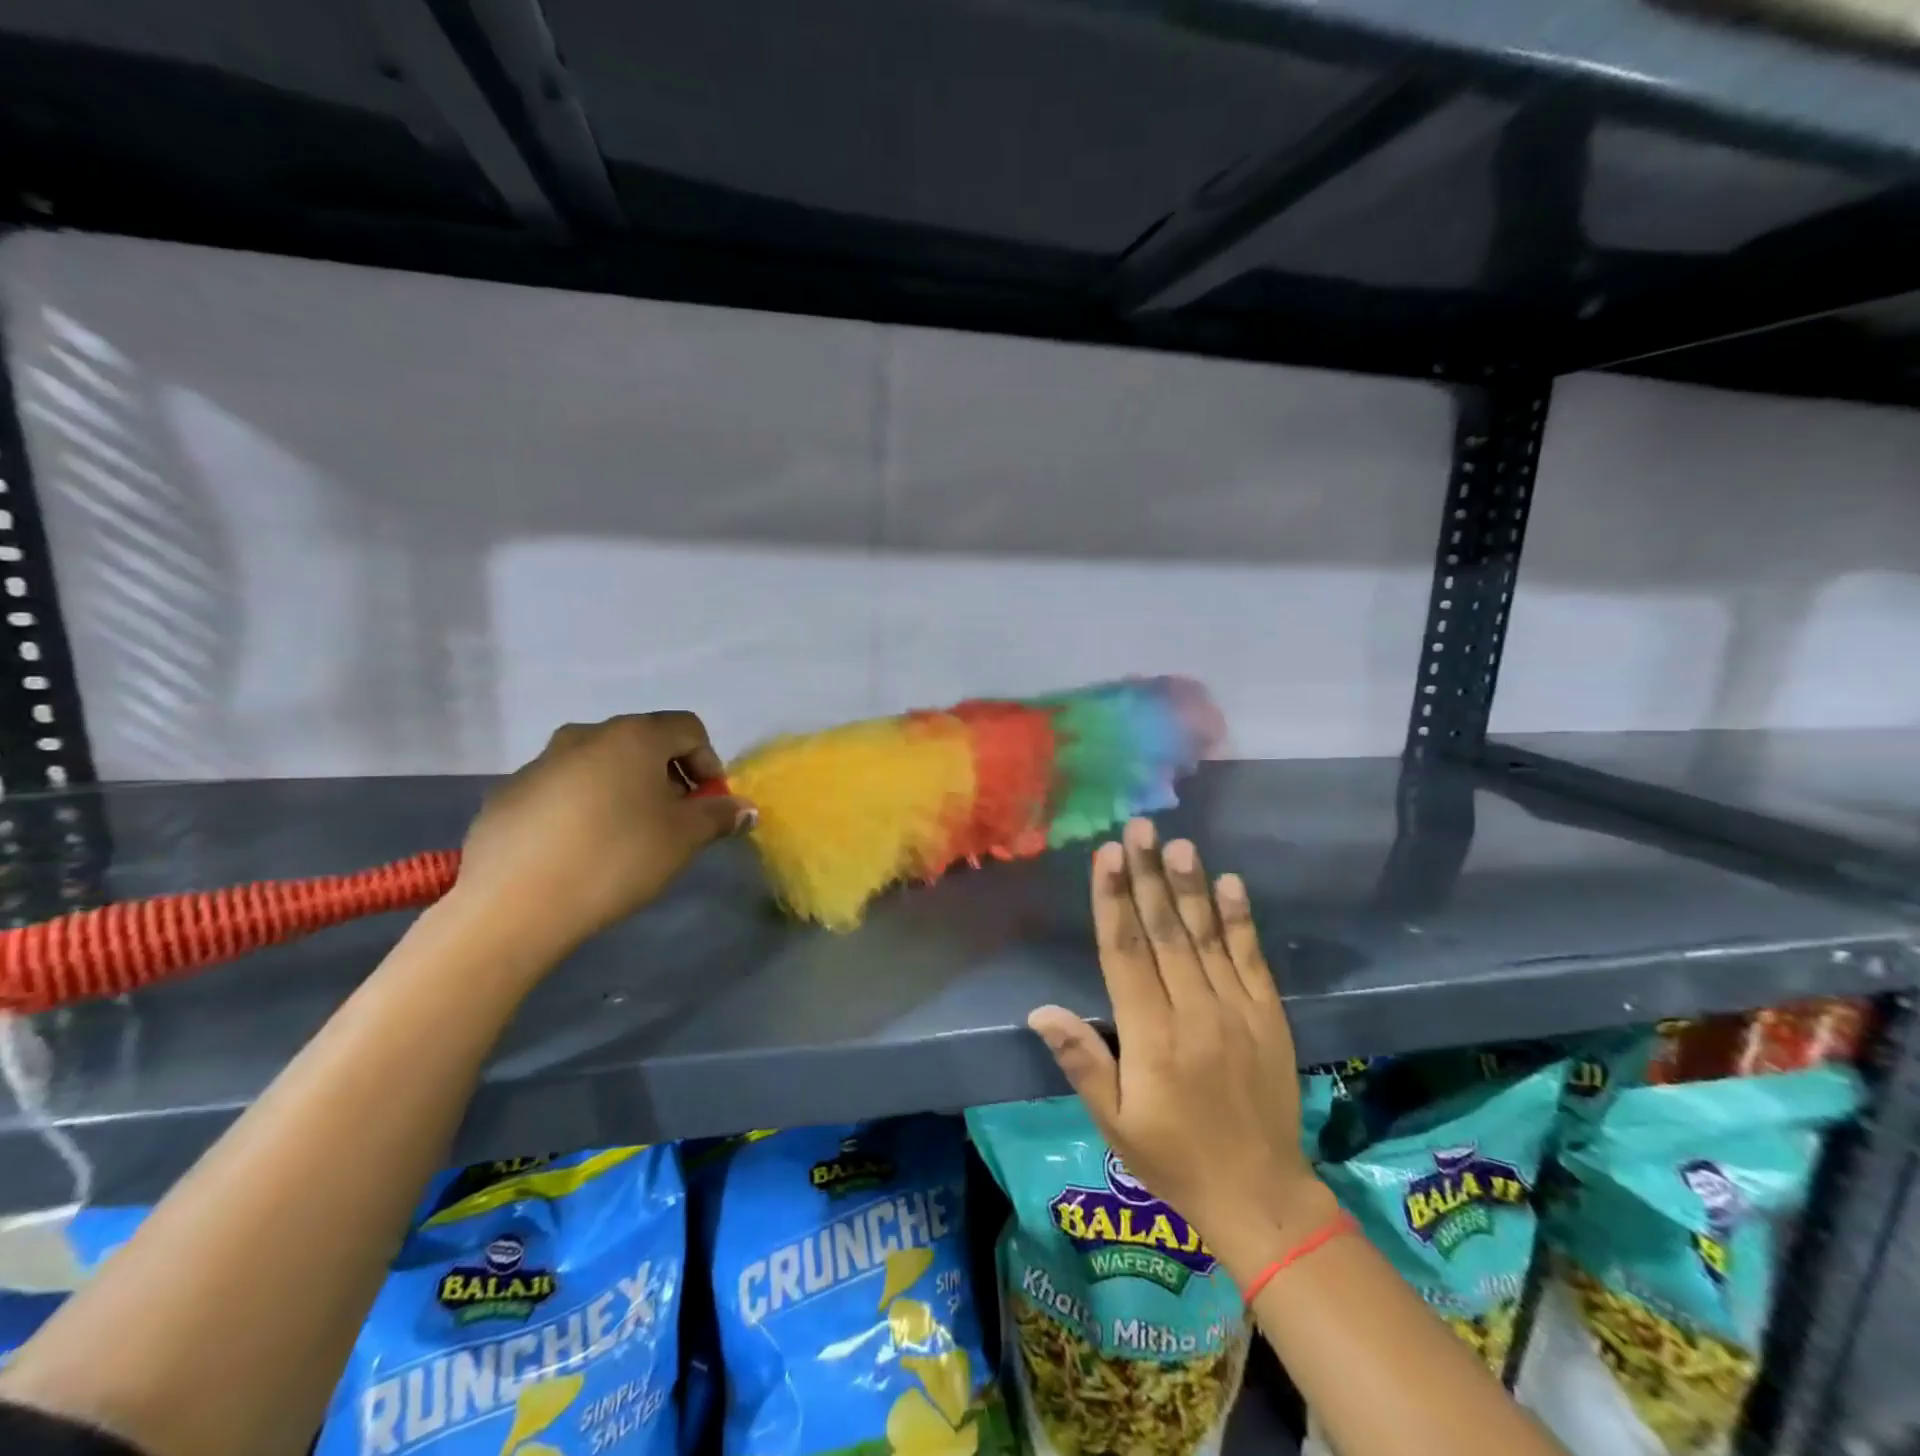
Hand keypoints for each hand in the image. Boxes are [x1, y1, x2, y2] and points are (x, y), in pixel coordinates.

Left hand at [451, 713, 753, 958]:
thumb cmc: (616, 857)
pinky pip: (563, 790)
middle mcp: (585, 735)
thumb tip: (744, 808)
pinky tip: (580, 851)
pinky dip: (583, 808)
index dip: (708, 763)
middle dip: (667, 778)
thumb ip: (719, 816)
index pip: (688, 728)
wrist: (513, 904)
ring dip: (625, 791)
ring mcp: (540, 762)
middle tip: (672, 823)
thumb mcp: (683, 839)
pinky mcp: (508, 794)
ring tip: (626, 839)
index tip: (707, 805)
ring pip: (600, 765)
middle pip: (643, 743)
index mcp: (633, 736)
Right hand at [1029, 818, 1325, 1263]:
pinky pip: (1251, 958)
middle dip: (1148, 875)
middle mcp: (1193, 1011)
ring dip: (1191, 886)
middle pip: (1165, 931)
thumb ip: (1082, 1061)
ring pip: (1206, 936)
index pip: (1124, 952)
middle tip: (1140, 828)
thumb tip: (1041, 1010)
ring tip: (1178, 844)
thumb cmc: (1173, 1158)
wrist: (1261, 1197)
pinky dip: (1240, 919)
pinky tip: (1231, 883)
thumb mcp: (1115, 1122)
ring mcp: (1236, 1010)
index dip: (1113, 900)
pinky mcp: (1269, 1016)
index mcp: (1150, 1035)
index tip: (1107, 855)